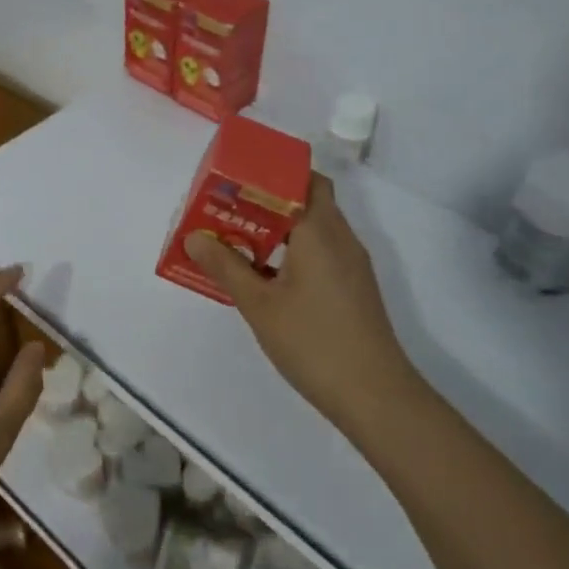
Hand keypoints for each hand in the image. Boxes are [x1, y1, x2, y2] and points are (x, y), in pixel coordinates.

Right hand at [185, 175, 417, 438]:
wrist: (374, 395)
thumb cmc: (313, 342)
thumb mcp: (259, 305)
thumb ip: (226, 267)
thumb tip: (194, 237)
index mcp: (320, 230)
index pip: (302, 179)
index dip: (270, 173)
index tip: (236, 178)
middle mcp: (341, 238)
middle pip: (308, 199)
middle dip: (268, 199)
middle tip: (229, 208)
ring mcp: (351, 264)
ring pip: (314, 227)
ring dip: (280, 227)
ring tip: (238, 238)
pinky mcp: (353, 286)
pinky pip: (321, 251)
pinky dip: (293, 249)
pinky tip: (265, 273)